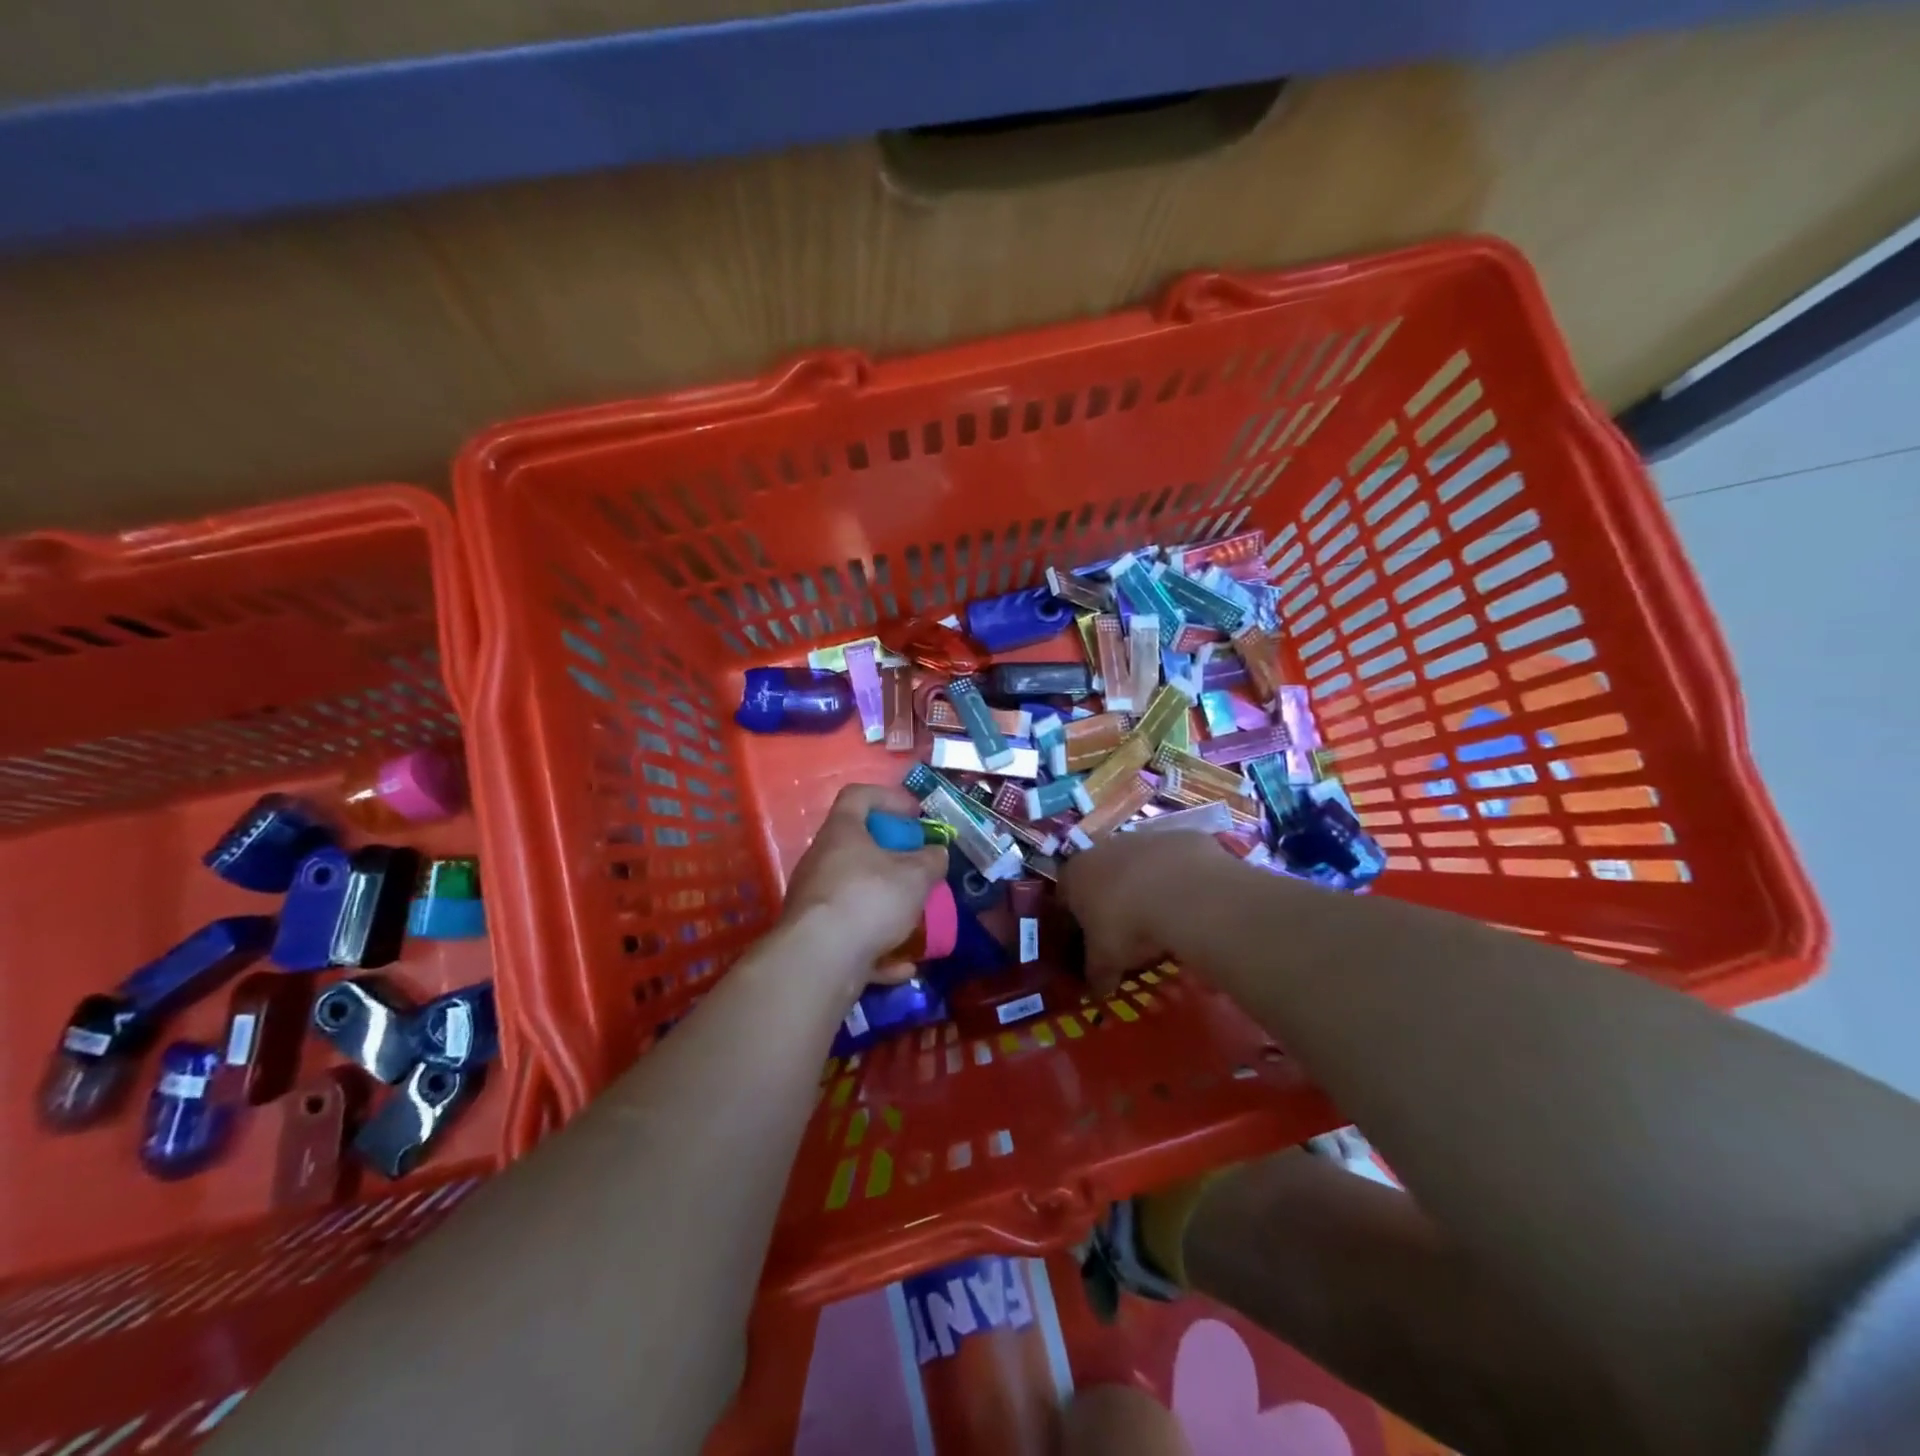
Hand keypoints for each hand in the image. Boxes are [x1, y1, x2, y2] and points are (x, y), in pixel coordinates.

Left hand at [782, 783, 948, 990]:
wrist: (819, 960)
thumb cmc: (869, 899)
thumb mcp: (914, 876)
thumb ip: (930, 861)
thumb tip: (937, 853)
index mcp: (841, 833)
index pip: (858, 796)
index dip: (889, 798)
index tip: (916, 814)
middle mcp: (821, 861)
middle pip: (857, 848)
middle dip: (892, 859)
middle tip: (919, 870)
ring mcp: (814, 901)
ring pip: (855, 895)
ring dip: (886, 906)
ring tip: (916, 919)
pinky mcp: (815, 939)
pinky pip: (851, 936)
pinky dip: (877, 948)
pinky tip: (903, 965)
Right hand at [1058, 829, 1236, 991]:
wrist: (1185, 893)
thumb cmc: (1129, 926)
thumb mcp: (1106, 960)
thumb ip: (1097, 974)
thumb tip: (1096, 991)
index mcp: (1076, 874)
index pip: (1064, 896)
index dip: (1074, 922)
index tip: (1087, 942)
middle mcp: (1103, 847)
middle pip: (1101, 874)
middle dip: (1111, 899)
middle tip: (1127, 930)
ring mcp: (1142, 837)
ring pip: (1138, 864)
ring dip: (1145, 885)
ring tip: (1163, 916)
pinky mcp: (1179, 836)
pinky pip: (1174, 860)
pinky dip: (1178, 878)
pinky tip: (1190, 901)